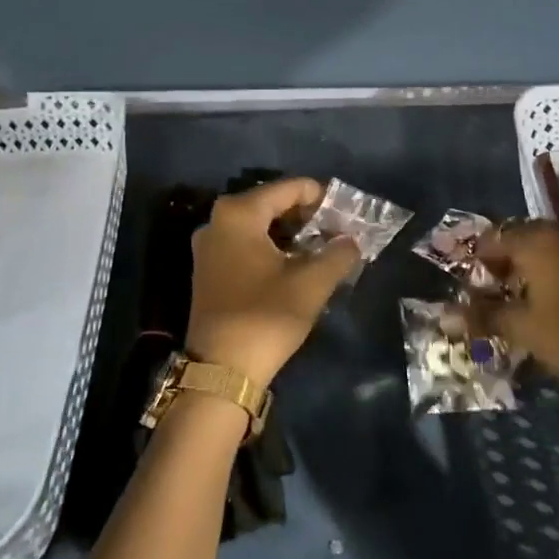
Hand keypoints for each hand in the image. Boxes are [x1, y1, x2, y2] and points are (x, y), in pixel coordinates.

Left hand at [187, 178, 358, 387]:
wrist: (221, 370)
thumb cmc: (265, 317)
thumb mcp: (312, 284)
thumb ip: (338, 254)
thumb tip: (351, 241)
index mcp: (239, 214)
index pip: (289, 188)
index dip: (321, 196)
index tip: (346, 213)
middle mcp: (217, 221)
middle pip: (271, 203)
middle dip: (306, 215)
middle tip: (336, 231)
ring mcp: (209, 246)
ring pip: (259, 225)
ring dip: (290, 233)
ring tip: (321, 248)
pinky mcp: (208, 269)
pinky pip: (246, 243)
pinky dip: (272, 247)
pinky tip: (295, 264)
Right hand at [474, 218, 558, 391]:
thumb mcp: (522, 328)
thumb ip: (484, 316)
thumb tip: (445, 315)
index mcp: (535, 242)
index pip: (497, 239)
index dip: (482, 258)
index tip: (475, 281)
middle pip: (528, 237)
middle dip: (511, 256)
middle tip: (500, 285)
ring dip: (544, 258)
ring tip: (534, 288)